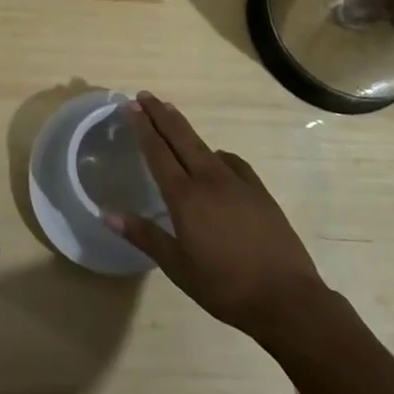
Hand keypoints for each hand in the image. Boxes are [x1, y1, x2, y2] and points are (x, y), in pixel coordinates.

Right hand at [103, 91, 329, 343]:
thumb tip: (106, 214)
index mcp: (185, 196)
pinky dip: (215, 154)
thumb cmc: (225, 287)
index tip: (131, 105)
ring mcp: (237, 181)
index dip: (143, 126)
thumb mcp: (177, 267)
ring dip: (184, 129)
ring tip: (172, 117)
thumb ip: (143, 235)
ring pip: (204, 145)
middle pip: (180, 136)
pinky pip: (230, 161)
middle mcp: (209, 179)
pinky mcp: (258, 190)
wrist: (287, 298)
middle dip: (160, 113)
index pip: (157, 151)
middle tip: (145, 95)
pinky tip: (215, 160)